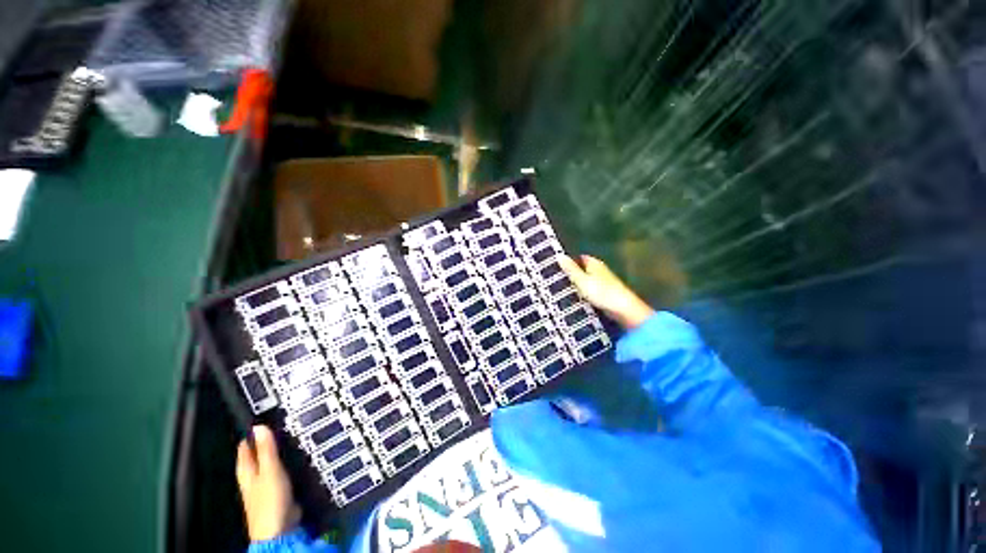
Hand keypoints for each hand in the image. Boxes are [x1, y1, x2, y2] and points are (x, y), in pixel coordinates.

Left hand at [236, 425, 300, 541]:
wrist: (280, 529)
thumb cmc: (270, 499)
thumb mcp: (269, 470)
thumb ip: (266, 450)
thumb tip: (259, 426)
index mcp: (246, 471)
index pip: (244, 448)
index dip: (252, 434)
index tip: (263, 419)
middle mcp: (253, 477)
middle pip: (256, 456)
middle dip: (266, 442)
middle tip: (280, 425)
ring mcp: (266, 485)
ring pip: (270, 463)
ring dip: (278, 453)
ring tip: (291, 436)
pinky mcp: (279, 491)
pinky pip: (282, 472)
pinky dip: (287, 463)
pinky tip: (297, 458)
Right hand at [558, 255, 653, 328]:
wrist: (623, 310)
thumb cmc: (602, 292)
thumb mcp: (582, 280)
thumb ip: (571, 269)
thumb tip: (559, 255)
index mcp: (594, 263)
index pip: (579, 257)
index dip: (568, 260)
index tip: (555, 266)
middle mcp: (599, 270)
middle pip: (582, 269)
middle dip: (571, 273)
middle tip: (554, 278)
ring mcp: (602, 282)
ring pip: (585, 280)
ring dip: (576, 284)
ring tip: (560, 289)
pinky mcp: (604, 294)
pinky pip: (588, 290)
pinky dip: (582, 292)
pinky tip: (573, 298)